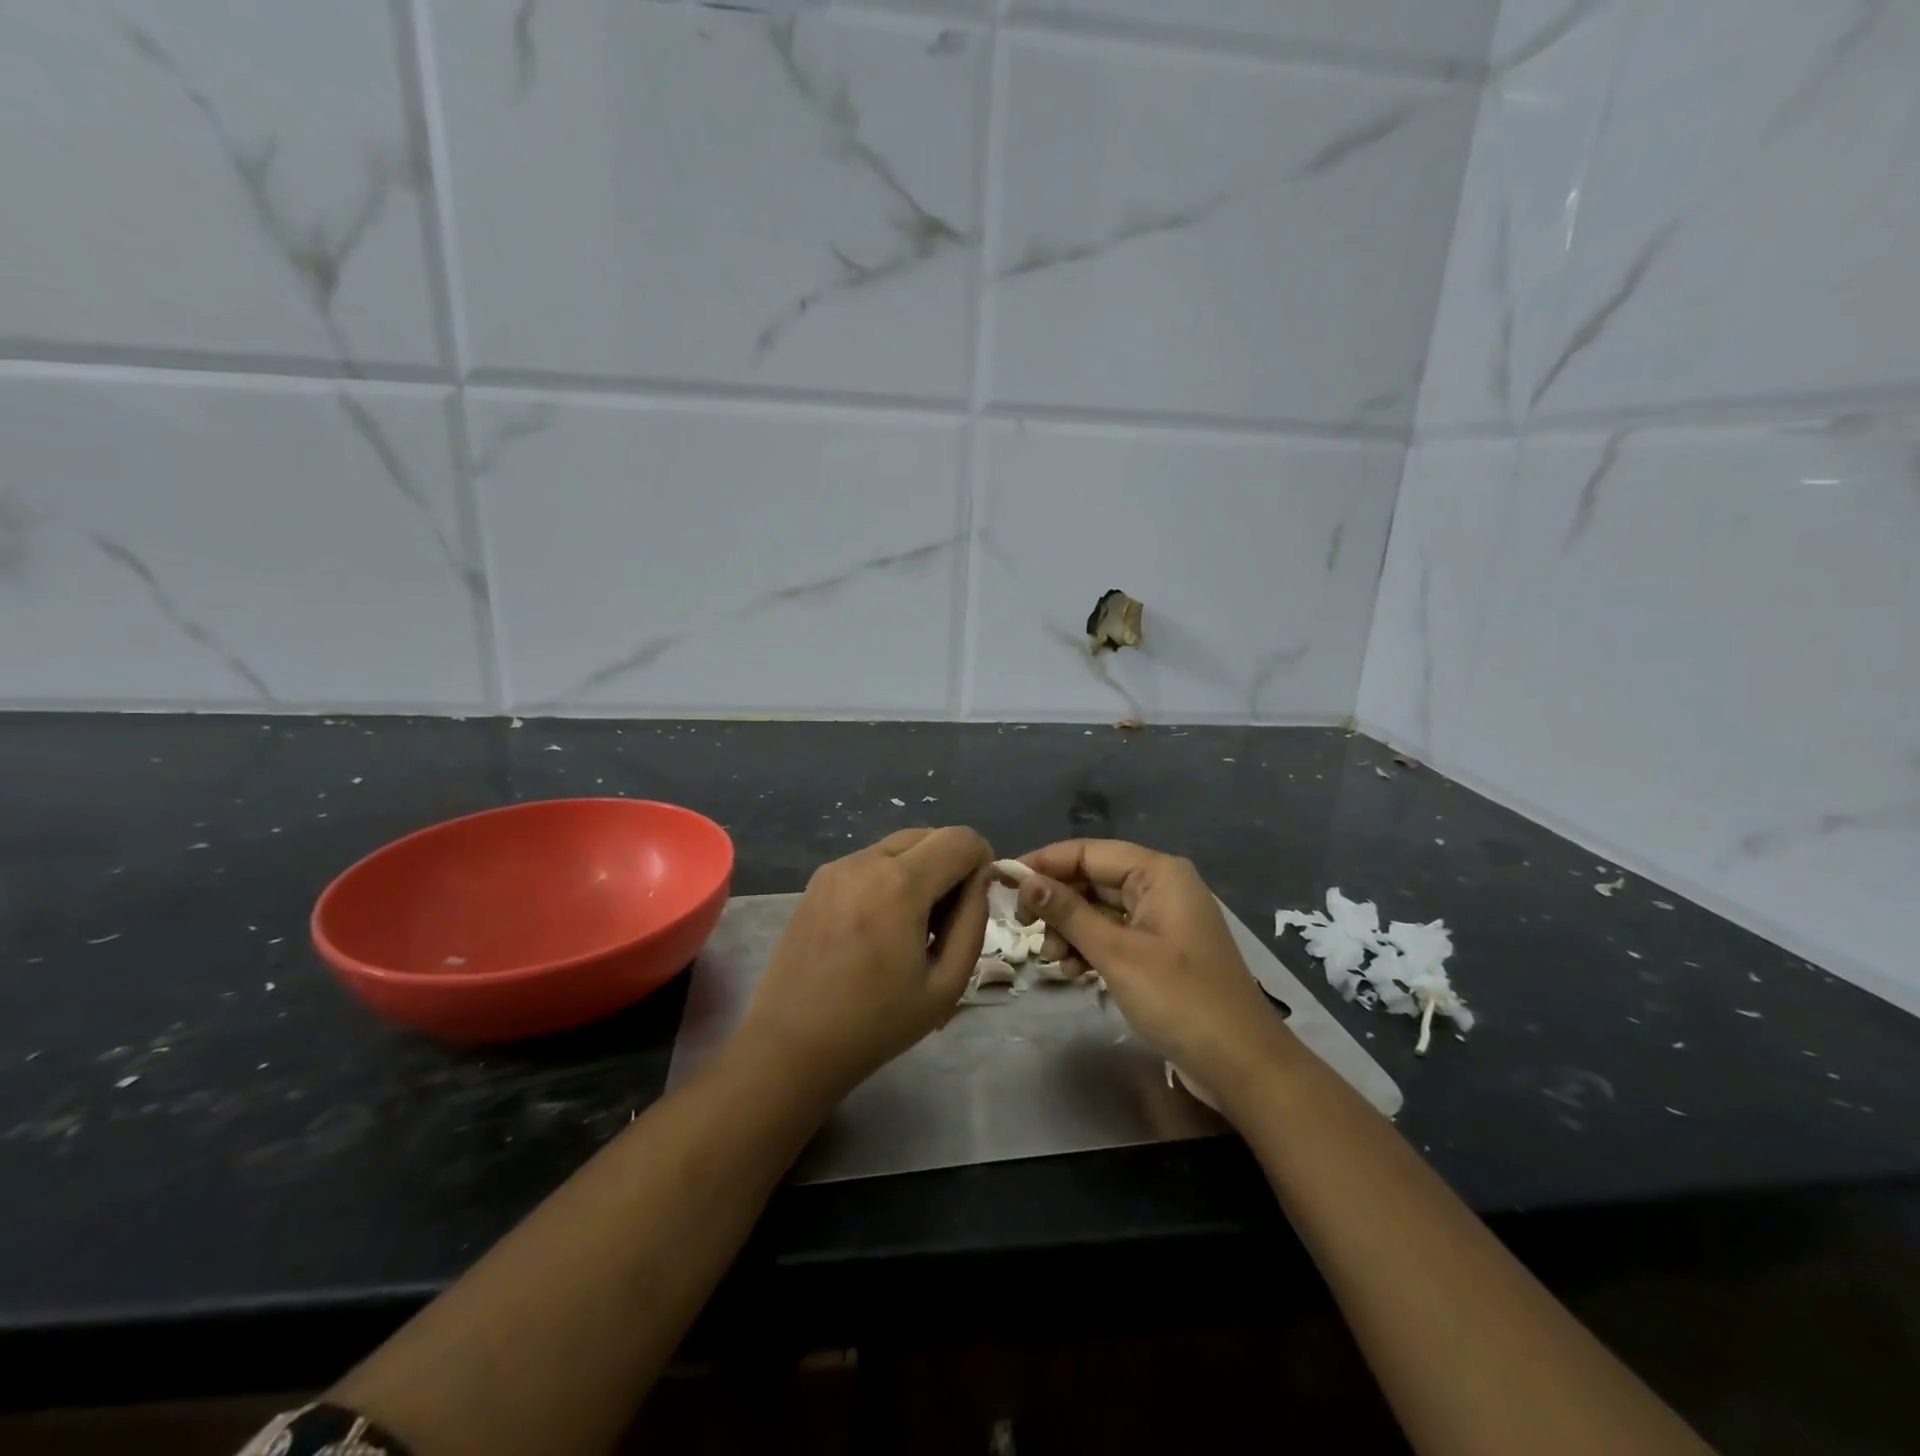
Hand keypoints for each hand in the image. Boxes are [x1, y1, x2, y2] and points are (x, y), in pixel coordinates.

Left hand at [732, 827, 993, 1102]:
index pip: (960, 838)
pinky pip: (869, 862)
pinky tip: (878, 927)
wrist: (791, 1046)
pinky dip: (889, 878)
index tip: (978, 900)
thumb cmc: (876, 1024)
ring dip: (919, 870)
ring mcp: (836, 868)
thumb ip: (974, 922)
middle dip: (950, 864)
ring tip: (911, 926)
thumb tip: (981, 880)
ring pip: (897, 847)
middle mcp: (866, 861)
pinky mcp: (817, 882)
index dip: (982, 860)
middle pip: (928, 835)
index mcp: (901, 884)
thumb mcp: (946, 985)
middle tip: (946, 918)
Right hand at [1016, 839, 1291, 1097]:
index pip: (1088, 852)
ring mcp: (1162, 920)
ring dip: (1071, 930)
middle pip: (1093, 879)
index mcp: (1158, 872)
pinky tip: (1074, 971)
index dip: (1044, 863)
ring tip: (1053, 960)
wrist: (1242, 1064)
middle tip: (1025, 930)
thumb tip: (1025, 880)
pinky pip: (1114, 935)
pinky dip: (1090, 948)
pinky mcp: (1160, 950)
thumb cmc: (1179, 998)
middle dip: (1057, 903)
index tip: (1005, 882)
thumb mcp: (1116, 953)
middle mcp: (1160, 886)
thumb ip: (1068, 912)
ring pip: (1100, 910)